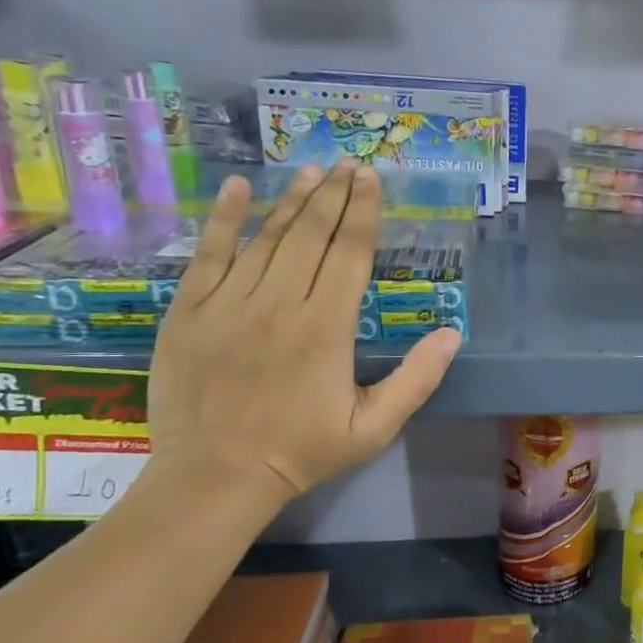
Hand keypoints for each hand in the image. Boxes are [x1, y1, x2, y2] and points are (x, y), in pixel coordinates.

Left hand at [147, 160, 460, 506]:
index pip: (350, 253)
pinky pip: (209, 255)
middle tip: (348, 164)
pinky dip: (225, 219)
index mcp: (326, 327)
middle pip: (311, 234)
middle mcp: (279, 304)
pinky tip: (239, 189)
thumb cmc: (303, 451)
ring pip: (267, 238)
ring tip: (312, 170)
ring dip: (292, 200)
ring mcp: (229, 304)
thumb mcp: (375, 427)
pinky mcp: (190, 312)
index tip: (371, 178)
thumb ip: (417, 379)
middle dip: (334, 195)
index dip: (363, 212)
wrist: (215, 477)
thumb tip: (452, 333)